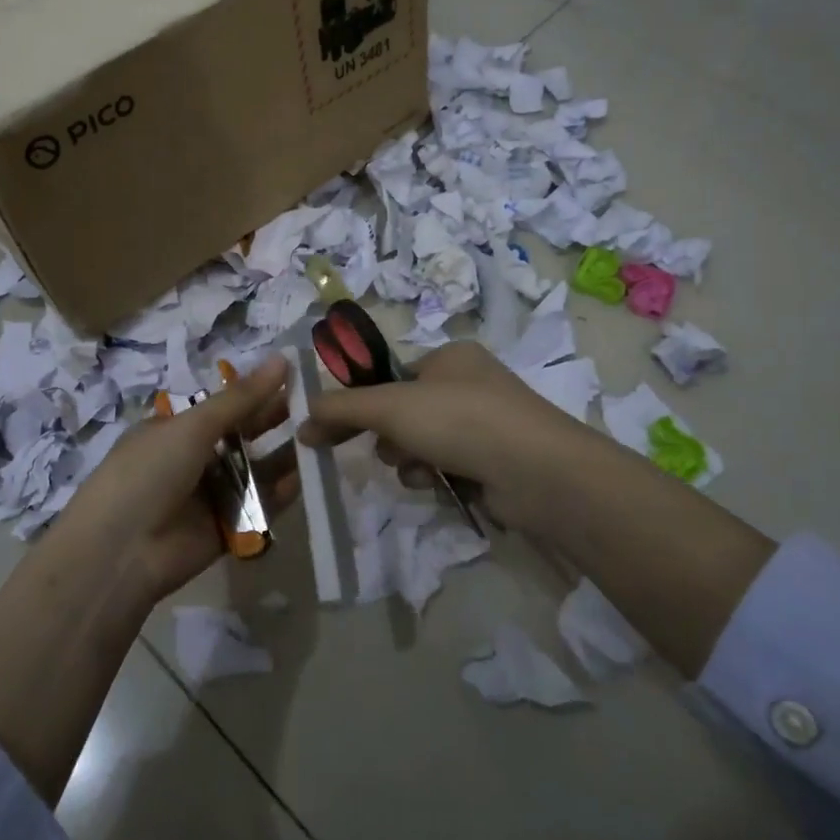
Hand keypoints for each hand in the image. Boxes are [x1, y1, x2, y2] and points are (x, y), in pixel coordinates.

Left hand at [56, 354, 295, 606]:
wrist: (121, 552)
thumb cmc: (149, 472)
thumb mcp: (192, 426)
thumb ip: (241, 398)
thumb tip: (282, 359)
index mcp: (177, 428)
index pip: (225, 404)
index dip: (257, 391)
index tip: (296, 376)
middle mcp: (194, 458)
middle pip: (243, 435)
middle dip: (275, 420)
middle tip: (318, 406)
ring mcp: (211, 494)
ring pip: (256, 470)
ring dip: (284, 456)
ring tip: (321, 437)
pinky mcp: (227, 528)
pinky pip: (259, 506)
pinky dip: (281, 493)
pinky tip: (307, 477)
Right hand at [297, 341, 616, 539]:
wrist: (538, 471)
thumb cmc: (461, 420)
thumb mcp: (391, 406)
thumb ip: (342, 408)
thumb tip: (302, 420)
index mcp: (450, 356)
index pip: (390, 375)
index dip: (361, 400)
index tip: (333, 426)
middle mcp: (468, 383)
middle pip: (403, 411)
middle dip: (389, 435)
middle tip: (387, 447)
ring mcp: (485, 423)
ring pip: (420, 442)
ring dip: (409, 458)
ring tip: (420, 469)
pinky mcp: (494, 461)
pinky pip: (445, 465)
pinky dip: (435, 475)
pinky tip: (440, 484)